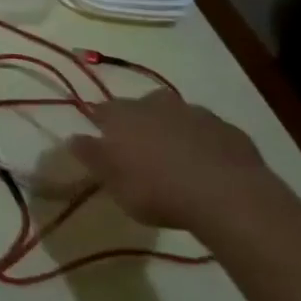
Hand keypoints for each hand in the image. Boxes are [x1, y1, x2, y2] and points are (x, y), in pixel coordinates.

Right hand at [68, 91, 279, 232]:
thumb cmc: (157, 190)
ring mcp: (195, 113)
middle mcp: (156, 104)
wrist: (227, 195)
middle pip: (141, 107)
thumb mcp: (113, 182)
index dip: (101, 123)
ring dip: (174, 130)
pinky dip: (205, 143)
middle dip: (140, 122)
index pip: (102, 110)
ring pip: (177, 116)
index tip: (102, 140)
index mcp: (123, 115)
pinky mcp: (229, 130)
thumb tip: (72, 137)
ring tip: (177, 159)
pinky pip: (210, 133)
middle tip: (142, 151)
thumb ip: (91, 157)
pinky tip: (209, 166)